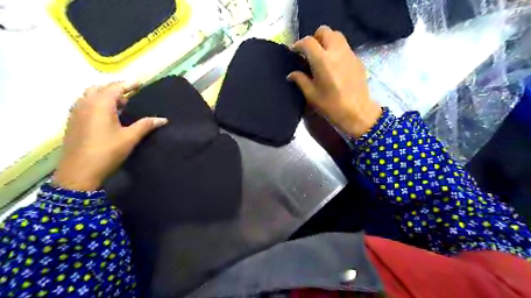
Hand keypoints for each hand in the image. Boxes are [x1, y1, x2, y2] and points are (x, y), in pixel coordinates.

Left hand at [53, 82, 164, 189]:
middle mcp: (85, 104)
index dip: (129, 84)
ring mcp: (76, 113)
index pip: (115, 87)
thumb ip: (146, 125)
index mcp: (100, 104)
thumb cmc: (107, 152)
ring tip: (121, 104)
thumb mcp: (130, 138)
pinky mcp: (73, 122)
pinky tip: (106, 115)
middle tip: (131, 94)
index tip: (140, 83)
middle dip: (116, 88)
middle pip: (100, 88)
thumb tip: (163, 119)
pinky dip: (96, 103)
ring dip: (105, 95)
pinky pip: (85, 104)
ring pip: (90, 95)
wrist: (79, 172)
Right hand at [286, 26, 381, 137]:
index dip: (298, 44)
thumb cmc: (331, 105)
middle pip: (325, 31)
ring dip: (327, 41)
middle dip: (315, 38)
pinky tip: (334, 64)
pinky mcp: (357, 59)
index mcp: (322, 60)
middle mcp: (336, 51)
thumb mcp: (311, 94)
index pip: (308, 41)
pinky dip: (336, 50)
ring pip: (337, 36)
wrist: (357, 112)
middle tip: (310, 52)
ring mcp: (349, 54)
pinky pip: (345, 47)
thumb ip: (300, 80)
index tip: (294, 51)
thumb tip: (291, 74)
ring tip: (322, 56)